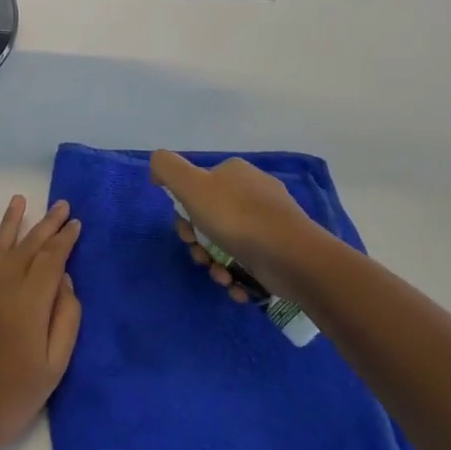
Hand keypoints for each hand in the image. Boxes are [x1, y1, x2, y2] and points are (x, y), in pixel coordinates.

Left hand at [0, 196, 82, 449]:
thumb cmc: (16, 396)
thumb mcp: (56, 364)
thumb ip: (66, 318)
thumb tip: (65, 280)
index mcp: (30, 301)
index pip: (52, 259)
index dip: (65, 239)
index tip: (75, 222)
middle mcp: (2, 287)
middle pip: (28, 247)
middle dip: (46, 225)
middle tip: (60, 205)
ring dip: (9, 223)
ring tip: (19, 200)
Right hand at [150, 151, 326, 301]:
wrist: (293, 258)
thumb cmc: (237, 219)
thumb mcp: (192, 185)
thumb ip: (167, 168)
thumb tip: (156, 164)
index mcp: (234, 172)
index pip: (196, 189)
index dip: (184, 215)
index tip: (186, 234)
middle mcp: (253, 192)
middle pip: (210, 219)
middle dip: (200, 244)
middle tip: (201, 257)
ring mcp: (270, 221)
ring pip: (227, 244)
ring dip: (216, 264)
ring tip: (222, 277)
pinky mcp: (281, 249)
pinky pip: (249, 261)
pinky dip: (238, 276)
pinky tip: (237, 286)